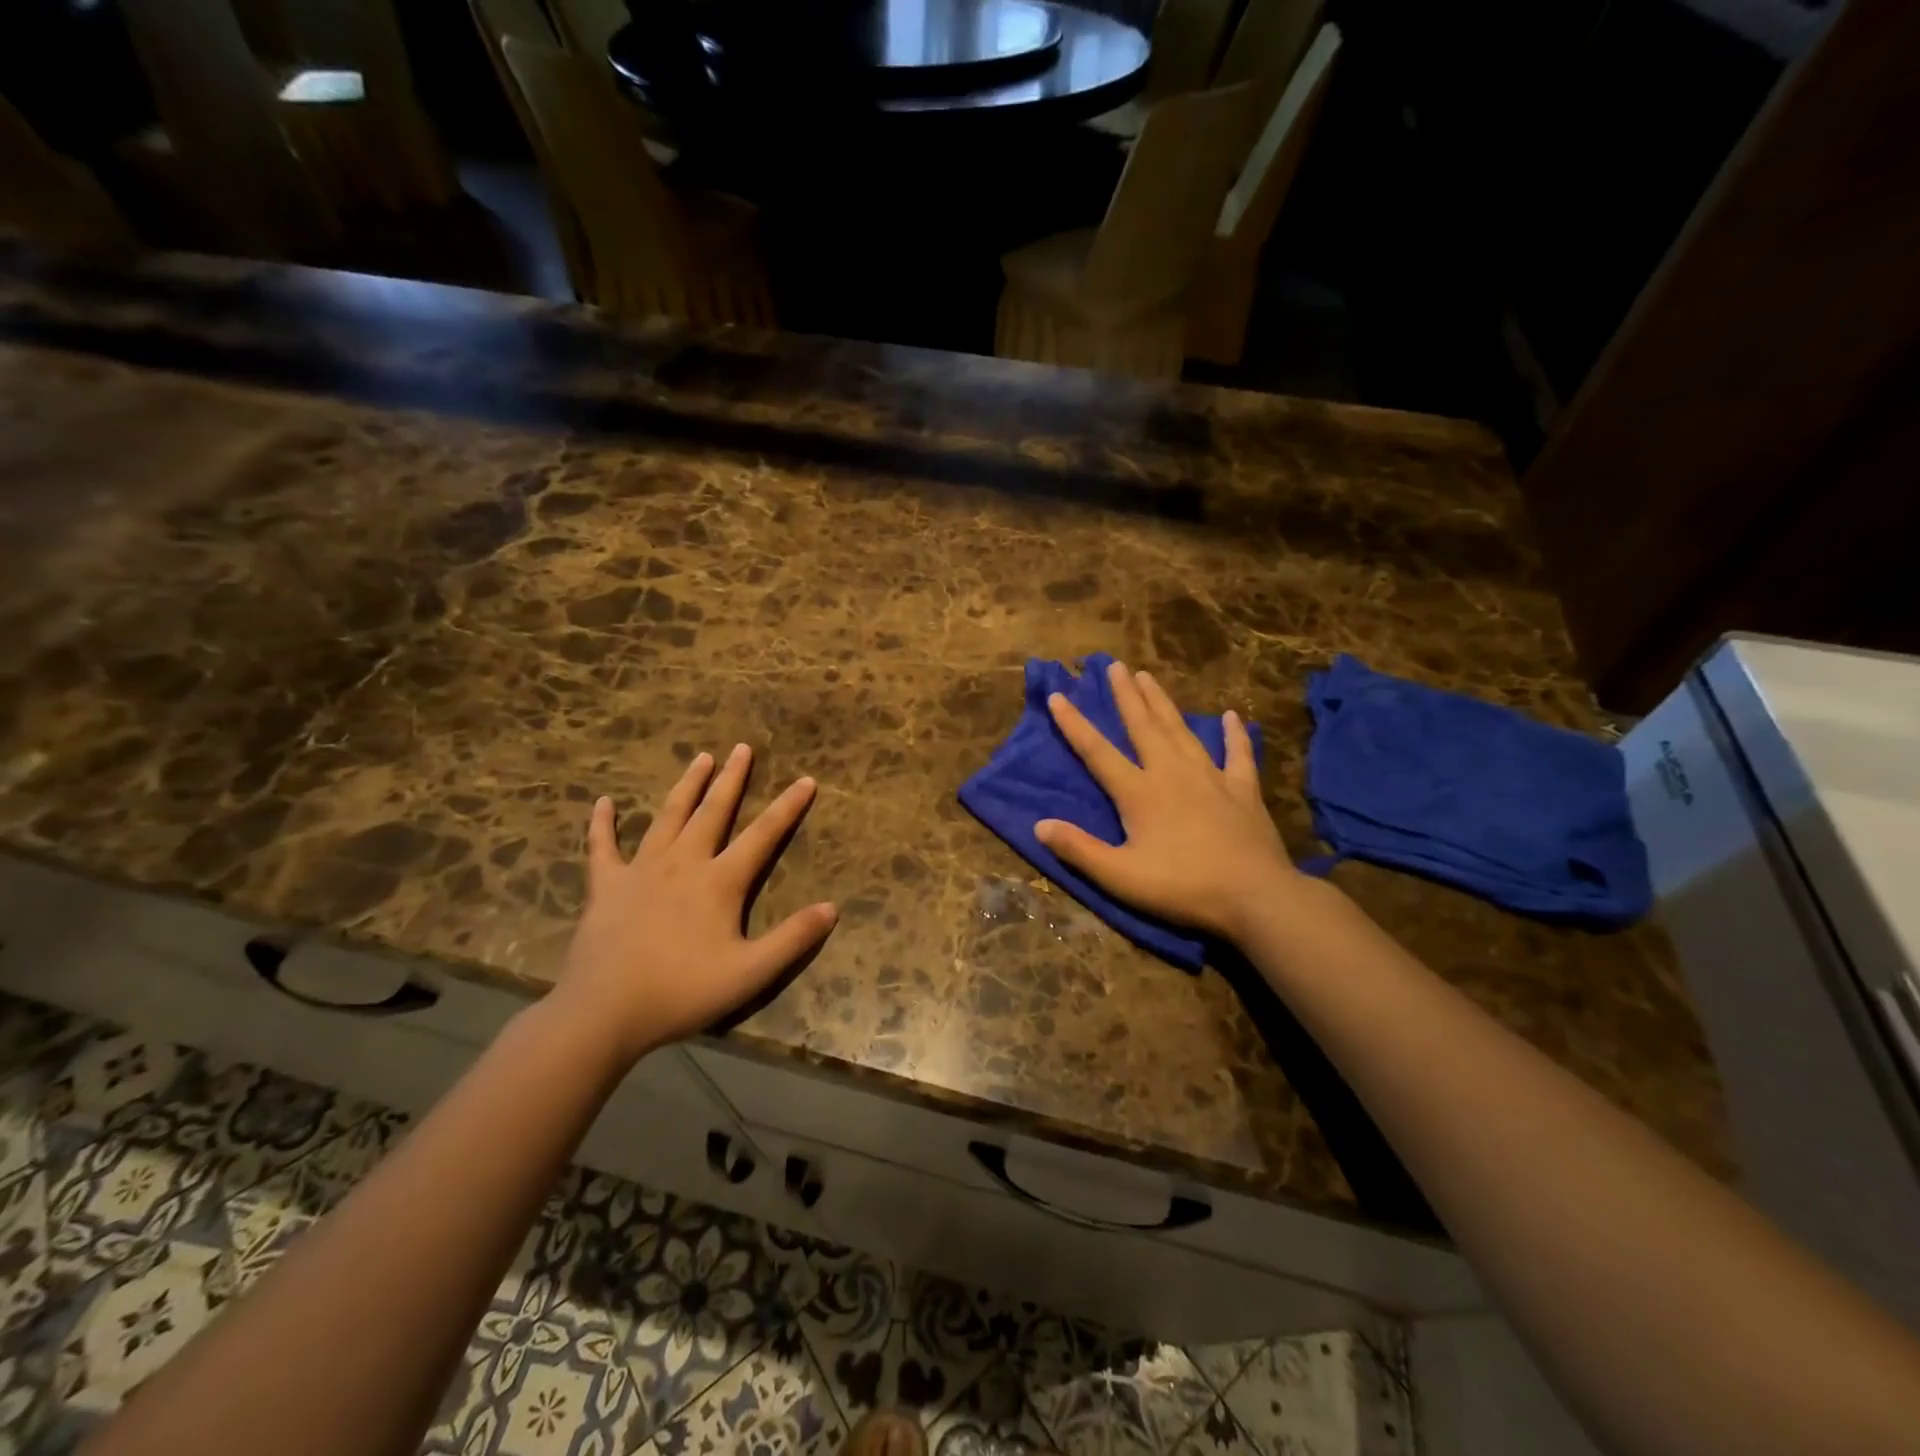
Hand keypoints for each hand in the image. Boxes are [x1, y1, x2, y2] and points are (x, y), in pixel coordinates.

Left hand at [548, 744, 836, 1064]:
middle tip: (742, 748)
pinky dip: (602, 824)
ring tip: (700, 758)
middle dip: (731, 779)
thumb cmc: (682, 992)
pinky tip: (603, 802)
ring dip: (686, 786)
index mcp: (719, 881)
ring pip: (668, 817)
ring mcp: (641, 870)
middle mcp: (683, 863)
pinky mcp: (605, 886)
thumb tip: (832, 908)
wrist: (603, 1013)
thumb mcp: (750, 972)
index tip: (806, 780)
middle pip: (713, 812)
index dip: (788, 807)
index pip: (763, 835)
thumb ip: (793, 939)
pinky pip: (602, 847)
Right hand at [1037, 661, 1309, 942]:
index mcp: (1140, 792)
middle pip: (1143, 726)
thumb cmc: (1182, 887)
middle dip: (1126, 695)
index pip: (1098, 752)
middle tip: (1115, 665)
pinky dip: (1234, 735)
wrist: (1255, 897)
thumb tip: (1039, 824)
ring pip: (1181, 730)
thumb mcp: (1121, 877)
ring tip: (1149, 676)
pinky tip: (1231, 717)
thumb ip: (1079, 850)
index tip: (1058, 696)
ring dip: (1163, 703)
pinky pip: (1238, 755)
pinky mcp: (1243, 790)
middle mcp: (1172, 773)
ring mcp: (1211, 778)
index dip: (1074, 725)